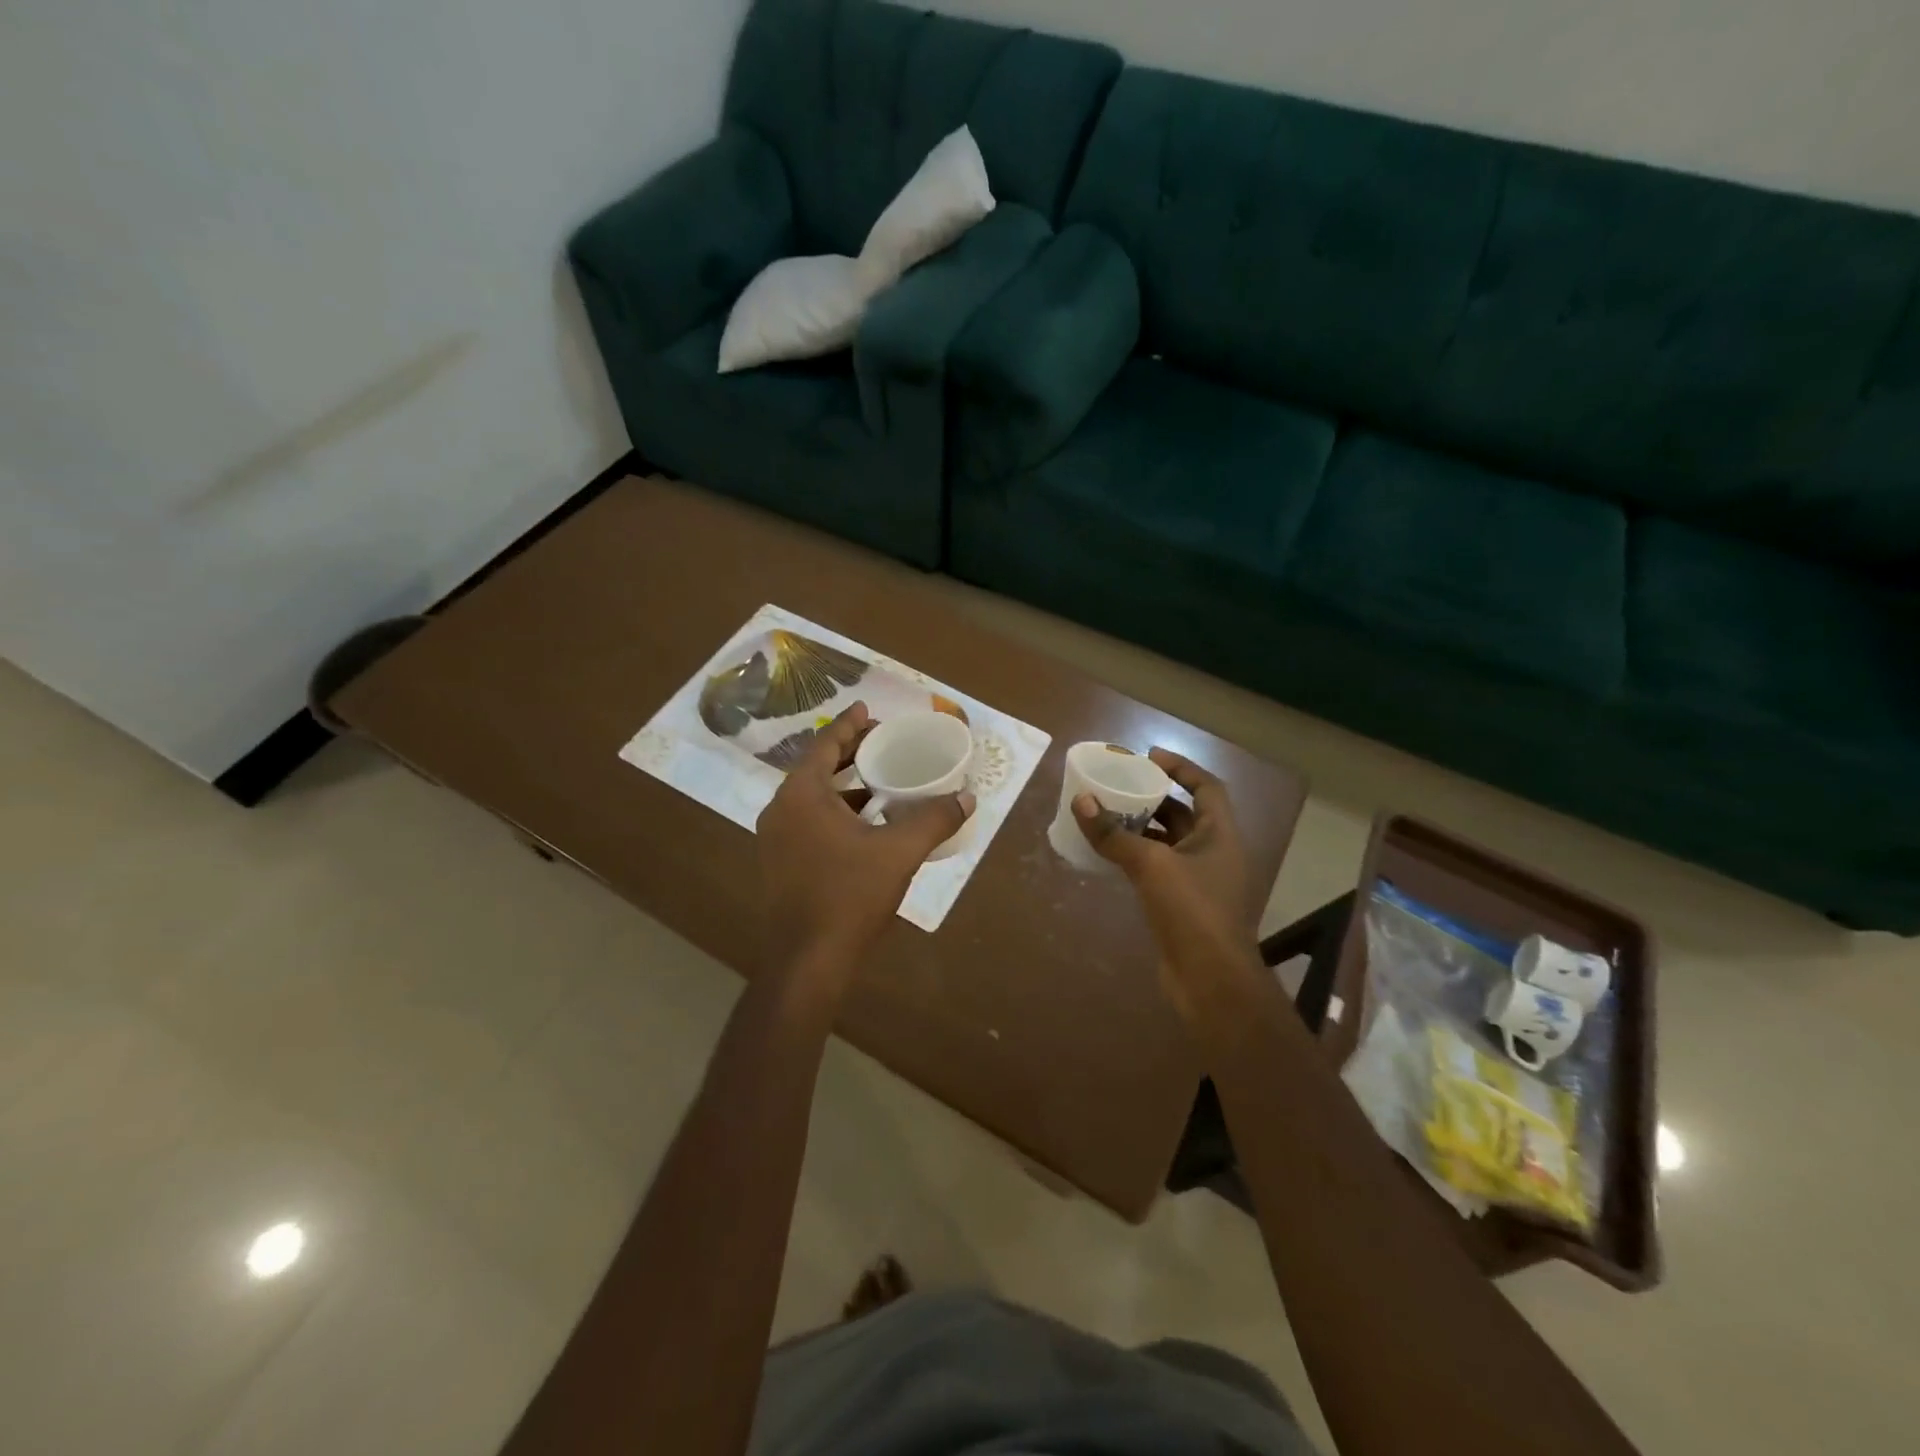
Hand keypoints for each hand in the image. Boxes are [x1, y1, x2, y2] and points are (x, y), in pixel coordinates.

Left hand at [756, 702, 974, 992]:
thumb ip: (933, 820)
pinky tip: (864, 824)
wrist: (807, 962)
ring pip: (812, 797)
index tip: (867, 709)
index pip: (825, 745)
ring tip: (877, 779)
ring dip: (842, 786)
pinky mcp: (780, 863)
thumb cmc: (849, 896)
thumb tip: (966, 796)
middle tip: (880, 741)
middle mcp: (781, 810)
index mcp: (801, 795)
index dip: (849, 725)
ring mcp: (775, 839)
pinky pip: (808, 820)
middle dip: (848, 752)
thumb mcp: (899, 853)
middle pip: (816, 768)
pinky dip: (834, 811)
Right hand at [1072, 749, 1259, 1006]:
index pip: (1207, 787)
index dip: (1181, 767)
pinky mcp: (1183, 904)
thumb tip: (1081, 802)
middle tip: (1120, 785)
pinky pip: (1159, 868)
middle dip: (1154, 798)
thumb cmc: (1191, 911)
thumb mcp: (1150, 865)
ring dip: (1142, 828)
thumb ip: (1114, 834)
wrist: (1210, 979)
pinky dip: (1137, 857)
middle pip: (1185, 814)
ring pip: (1169, 843)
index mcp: (1220, 834)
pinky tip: (1109, 854)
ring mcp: (1200, 880)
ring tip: (1108, 814)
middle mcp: (1215, 852)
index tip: (1149, 756)